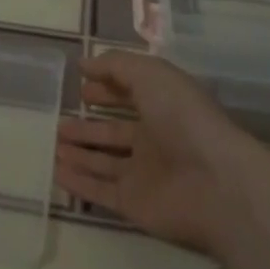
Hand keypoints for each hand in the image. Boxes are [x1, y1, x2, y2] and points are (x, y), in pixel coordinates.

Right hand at [55, 50, 257, 254]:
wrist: (216, 183)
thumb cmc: (184, 118)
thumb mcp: (150, 74)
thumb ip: (115, 65)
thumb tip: (84, 64)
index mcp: (163, 106)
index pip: (130, 95)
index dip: (107, 89)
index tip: (82, 88)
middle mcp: (154, 139)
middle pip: (115, 131)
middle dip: (89, 126)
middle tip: (60, 122)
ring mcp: (144, 174)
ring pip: (104, 162)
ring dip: (80, 153)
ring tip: (53, 145)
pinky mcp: (134, 204)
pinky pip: (100, 191)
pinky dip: (79, 182)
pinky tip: (55, 172)